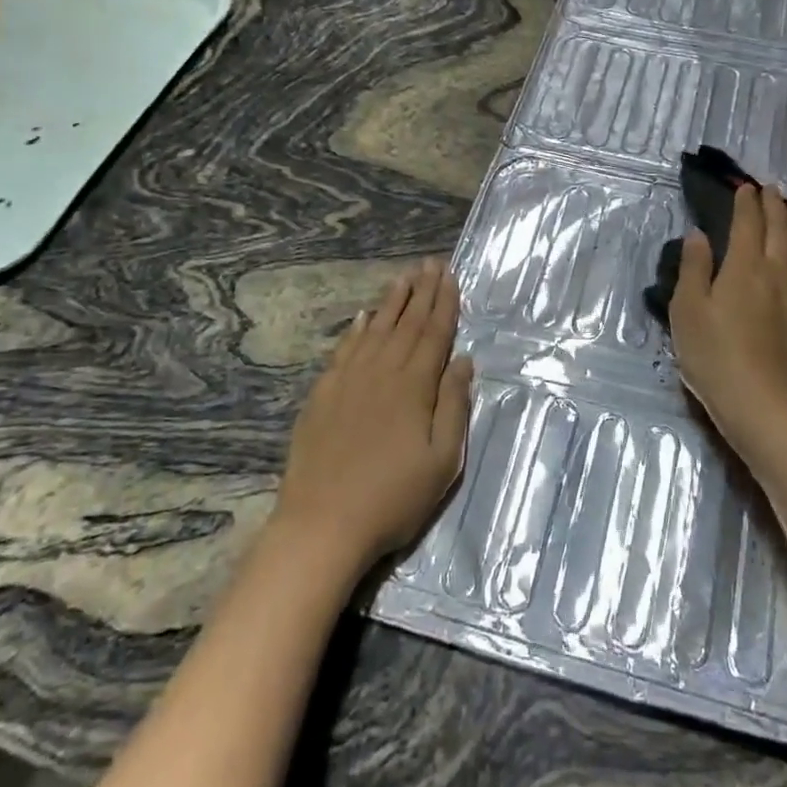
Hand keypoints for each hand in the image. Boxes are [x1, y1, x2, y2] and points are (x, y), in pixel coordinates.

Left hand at [274, 258, 472, 575]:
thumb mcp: (442, 461)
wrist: (322, 524)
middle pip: (406, 323)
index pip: (434, 333)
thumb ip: (454, 406)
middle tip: (430, 263)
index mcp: (414, 386)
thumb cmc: (392, 498)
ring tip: (403, 276)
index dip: (444, 303)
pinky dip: (356, 330)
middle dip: (422, 291)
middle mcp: (381, 372)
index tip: (450, 275)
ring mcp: (348, 381)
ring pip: (375, 329)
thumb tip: (464, 361)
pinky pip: (344, 350)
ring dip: (391, 301)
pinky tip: (363, 317)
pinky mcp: (323, 395)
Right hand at [669, 184, 786, 468]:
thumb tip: (699, 234)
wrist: (764, 405)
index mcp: (745, 267)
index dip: (747, 203)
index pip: (748, 225)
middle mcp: (780, 273)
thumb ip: (694, 269)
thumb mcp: (686, 310)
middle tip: (773, 191)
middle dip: (776, 207)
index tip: (746, 188)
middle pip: (782, 231)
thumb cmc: (714, 356)